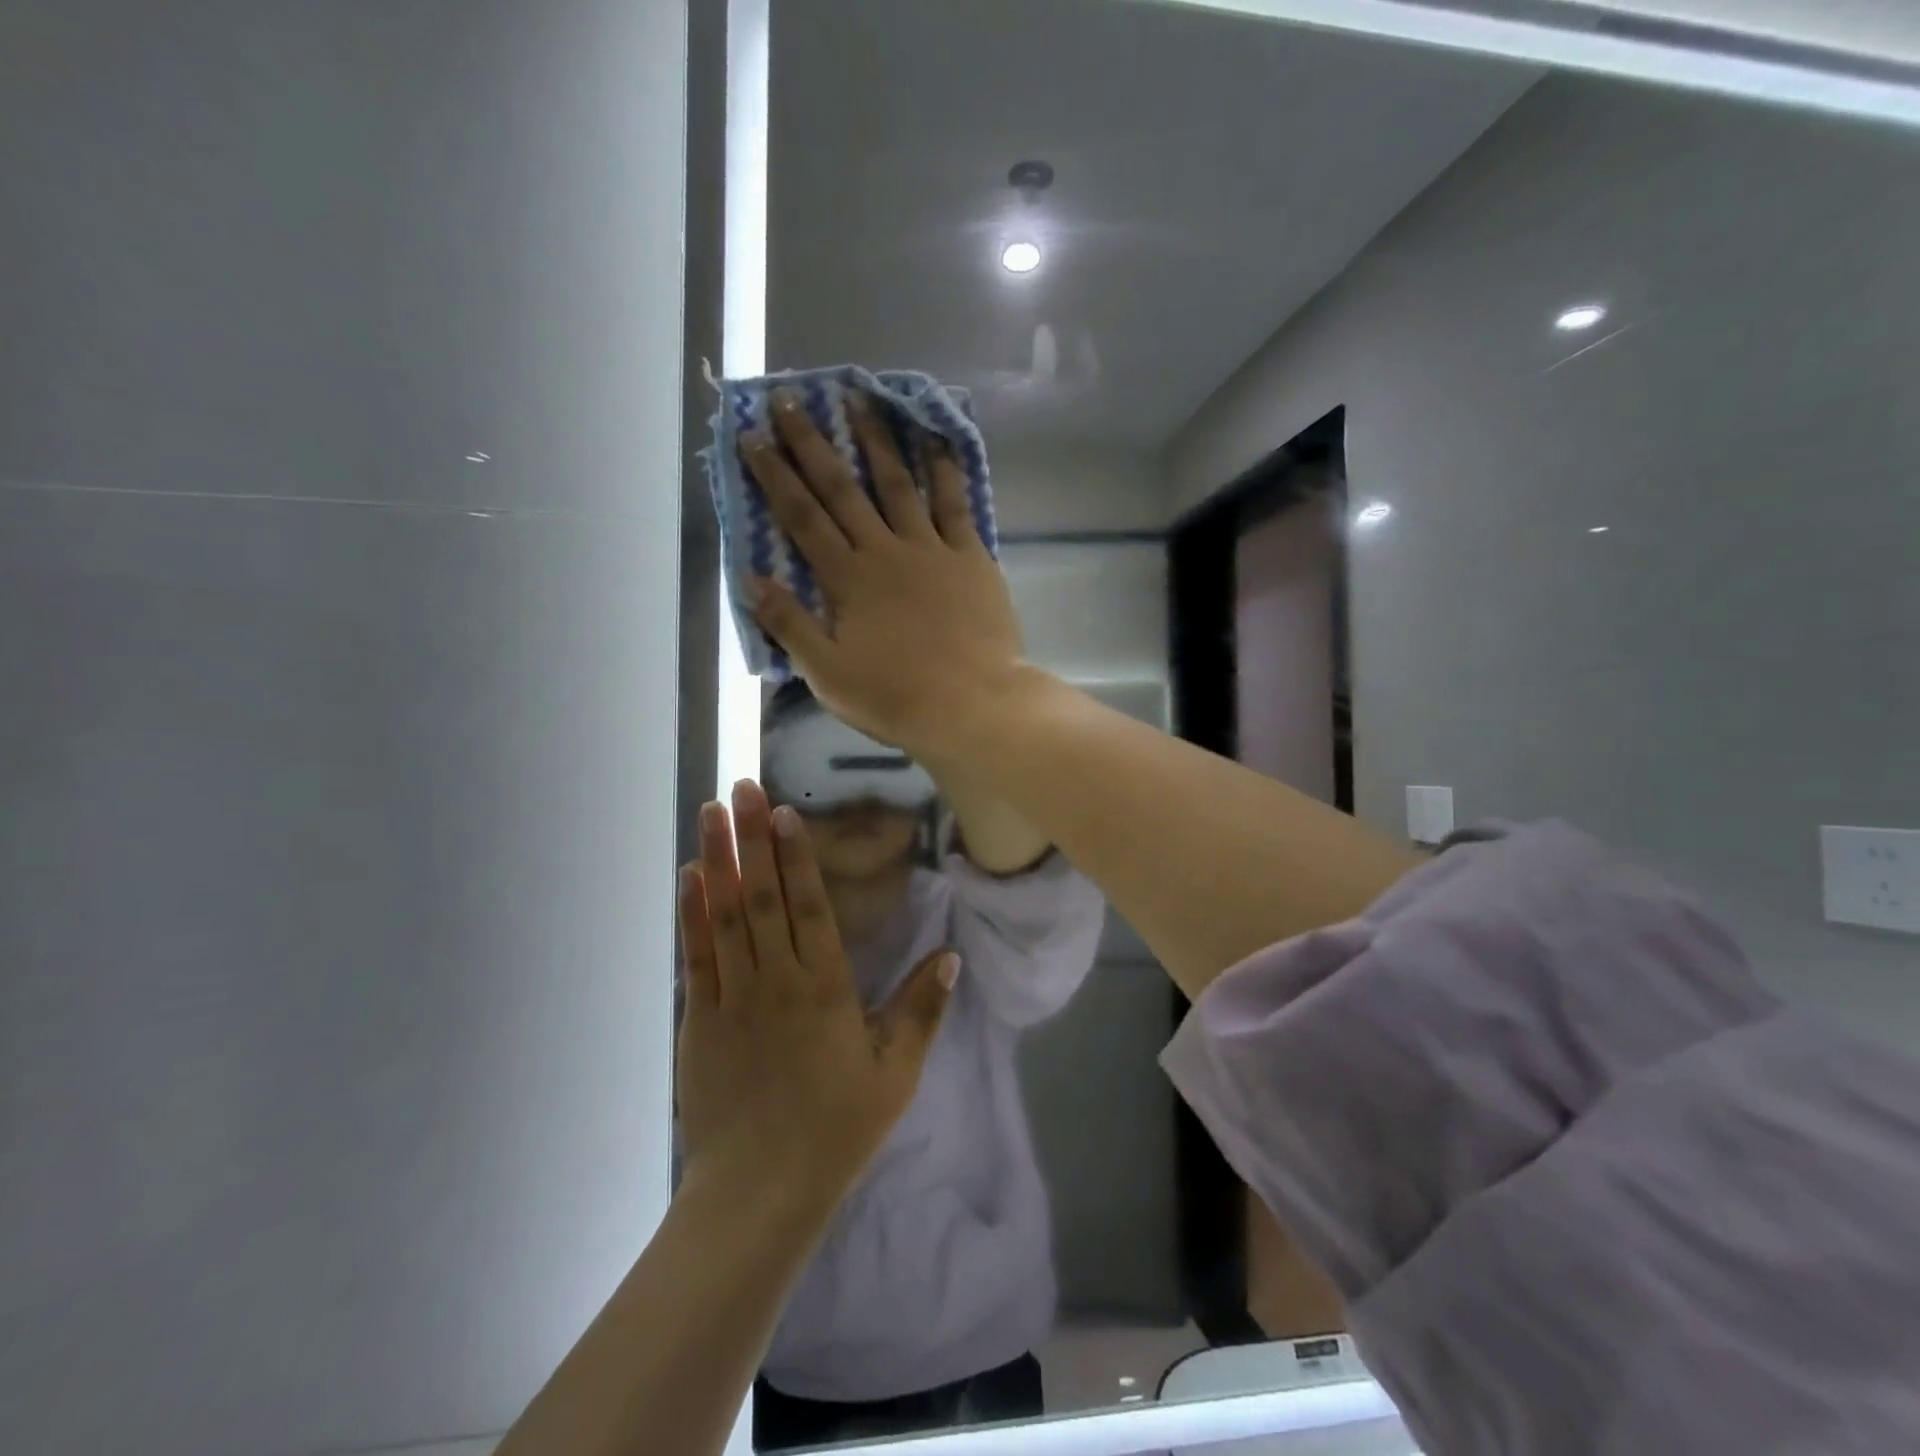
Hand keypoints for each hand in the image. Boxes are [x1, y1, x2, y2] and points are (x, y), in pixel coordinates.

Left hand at [676, 779, 959, 1208]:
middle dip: (752, 837)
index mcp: (826, 988)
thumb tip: (950, 955)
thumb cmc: (837, 1129)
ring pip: (725, 915)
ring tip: (710, 813)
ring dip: (718, 859)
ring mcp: (733, 998)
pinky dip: (691, 913)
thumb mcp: (896, 1073)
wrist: (760, 1193)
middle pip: (763, 896)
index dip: (796, 855)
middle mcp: (777, 980)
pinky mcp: (700, 1020)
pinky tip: (690, 878)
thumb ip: (922, 1010)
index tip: (783, 811)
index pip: (809, 906)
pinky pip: (696, 955)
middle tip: (740, 787)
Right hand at [740, 391, 1025, 756]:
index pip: (801, 517)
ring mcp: (931, 549)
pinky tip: (937, 439)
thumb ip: (789, 624)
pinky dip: (945, 470)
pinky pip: (955, 504)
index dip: (775, 475)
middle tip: (792, 400)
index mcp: (847, 579)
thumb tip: (751, 578)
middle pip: (842, 489)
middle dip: (813, 444)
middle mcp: (884, 551)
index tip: (754, 436)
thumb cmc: (895, 697)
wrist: (971, 705)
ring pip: (898, 484)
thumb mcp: (827, 673)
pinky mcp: (971, 557)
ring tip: (860, 399)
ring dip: (876, 440)